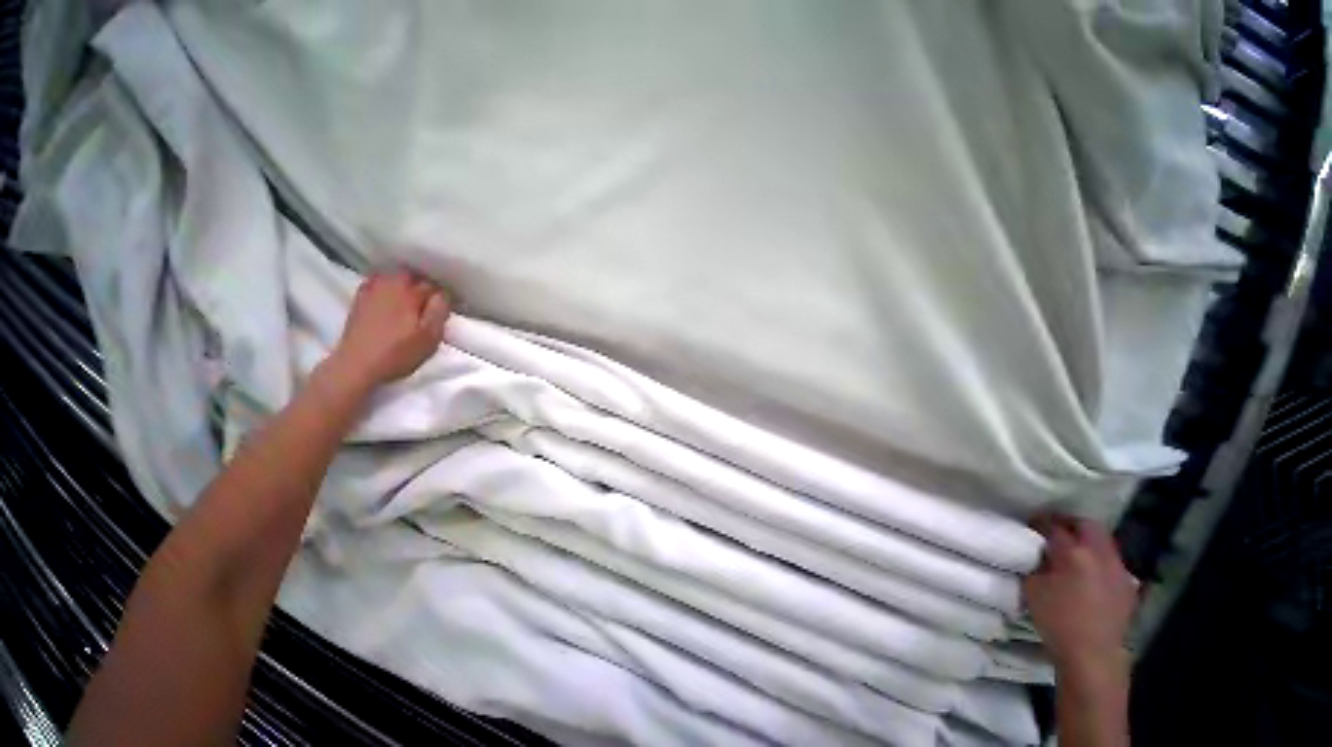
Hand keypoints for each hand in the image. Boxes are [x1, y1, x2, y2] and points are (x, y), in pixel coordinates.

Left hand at [324, 270, 450, 390]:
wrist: (357, 365)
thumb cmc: (398, 353)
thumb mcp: (430, 336)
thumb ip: (439, 311)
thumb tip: (443, 294)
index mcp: (409, 294)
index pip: (432, 284)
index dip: (443, 293)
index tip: (448, 305)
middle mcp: (389, 286)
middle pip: (410, 274)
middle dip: (423, 282)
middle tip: (432, 299)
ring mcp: (371, 291)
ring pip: (392, 275)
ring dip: (405, 281)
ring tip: (413, 296)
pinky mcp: (359, 300)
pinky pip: (376, 282)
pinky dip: (387, 284)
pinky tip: (391, 296)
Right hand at [1024, 516, 1137, 672]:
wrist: (1092, 655)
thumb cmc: (1057, 619)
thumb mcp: (1033, 587)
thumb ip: (1037, 563)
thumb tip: (1039, 553)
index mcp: (1074, 553)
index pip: (1054, 525)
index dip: (1040, 521)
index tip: (1030, 523)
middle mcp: (1100, 555)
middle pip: (1087, 525)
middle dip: (1069, 523)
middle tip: (1053, 528)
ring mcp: (1119, 571)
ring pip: (1104, 542)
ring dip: (1087, 540)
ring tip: (1072, 550)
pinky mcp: (1128, 586)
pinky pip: (1113, 561)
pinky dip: (1099, 559)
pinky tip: (1089, 573)